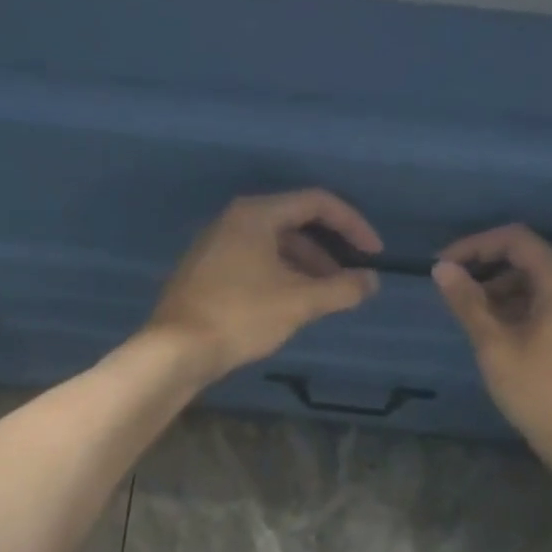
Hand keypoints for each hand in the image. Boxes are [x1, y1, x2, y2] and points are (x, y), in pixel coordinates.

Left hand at [146, 190, 381, 378]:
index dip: (353, 225)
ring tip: (322, 300)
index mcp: (256, 214)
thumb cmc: (240, 316)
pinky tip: (287, 307)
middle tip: (347, 283)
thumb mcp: (299, 302)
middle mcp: (233, 220)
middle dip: (327, 253)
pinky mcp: (205, 273)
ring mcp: (214, 247)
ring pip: (272, 248)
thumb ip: (341, 289)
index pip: (317, 203)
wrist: (177, 349)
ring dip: (304, 269)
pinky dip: (278, 278)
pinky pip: (252, 264)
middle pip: (293, 225)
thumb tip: (370, 282)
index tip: (374, 254)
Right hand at [433, 225, 551, 461]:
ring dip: (504, 296)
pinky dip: (523, 314)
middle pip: (530, 262)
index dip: (475, 246)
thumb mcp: (495, 347)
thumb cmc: (539, 393)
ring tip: (474, 325)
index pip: (516, 240)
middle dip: (488, 274)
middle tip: (454, 300)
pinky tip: (503, 342)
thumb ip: (468, 304)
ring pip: (541, 289)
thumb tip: (442, 269)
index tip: (442, 267)